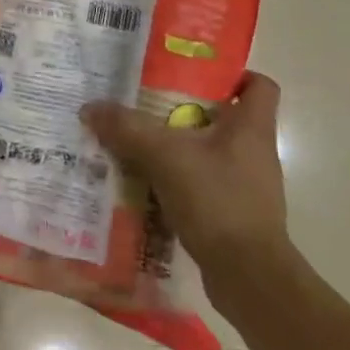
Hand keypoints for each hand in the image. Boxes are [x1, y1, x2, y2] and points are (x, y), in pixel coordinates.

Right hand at [81, 72, 290, 295]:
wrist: (248, 275)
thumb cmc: (217, 200)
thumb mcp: (165, 156)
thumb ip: (127, 128)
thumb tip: (90, 107)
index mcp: (252, 128)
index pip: (260, 86)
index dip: (234, 75)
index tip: (195, 75)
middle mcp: (255, 152)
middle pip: (225, 118)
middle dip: (186, 111)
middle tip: (146, 107)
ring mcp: (247, 186)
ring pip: (209, 153)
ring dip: (178, 149)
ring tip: (137, 146)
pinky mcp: (234, 214)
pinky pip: (202, 185)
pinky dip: (178, 182)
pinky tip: (146, 185)